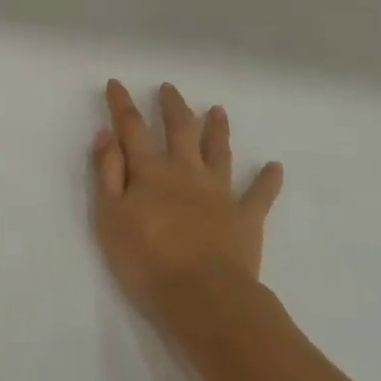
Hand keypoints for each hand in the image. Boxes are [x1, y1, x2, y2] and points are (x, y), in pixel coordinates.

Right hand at [92, 80, 282, 316]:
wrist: (203, 297)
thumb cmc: (146, 259)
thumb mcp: (110, 216)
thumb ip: (107, 173)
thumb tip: (105, 134)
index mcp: (150, 171)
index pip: (132, 128)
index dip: (122, 104)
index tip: (116, 84)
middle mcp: (186, 171)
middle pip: (180, 129)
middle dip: (173, 106)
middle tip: (169, 87)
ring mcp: (219, 192)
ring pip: (218, 152)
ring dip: (217, 129)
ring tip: (218, 110)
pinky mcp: (245, 218)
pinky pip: (259, 195)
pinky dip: (267, 180)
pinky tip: (275, 167)